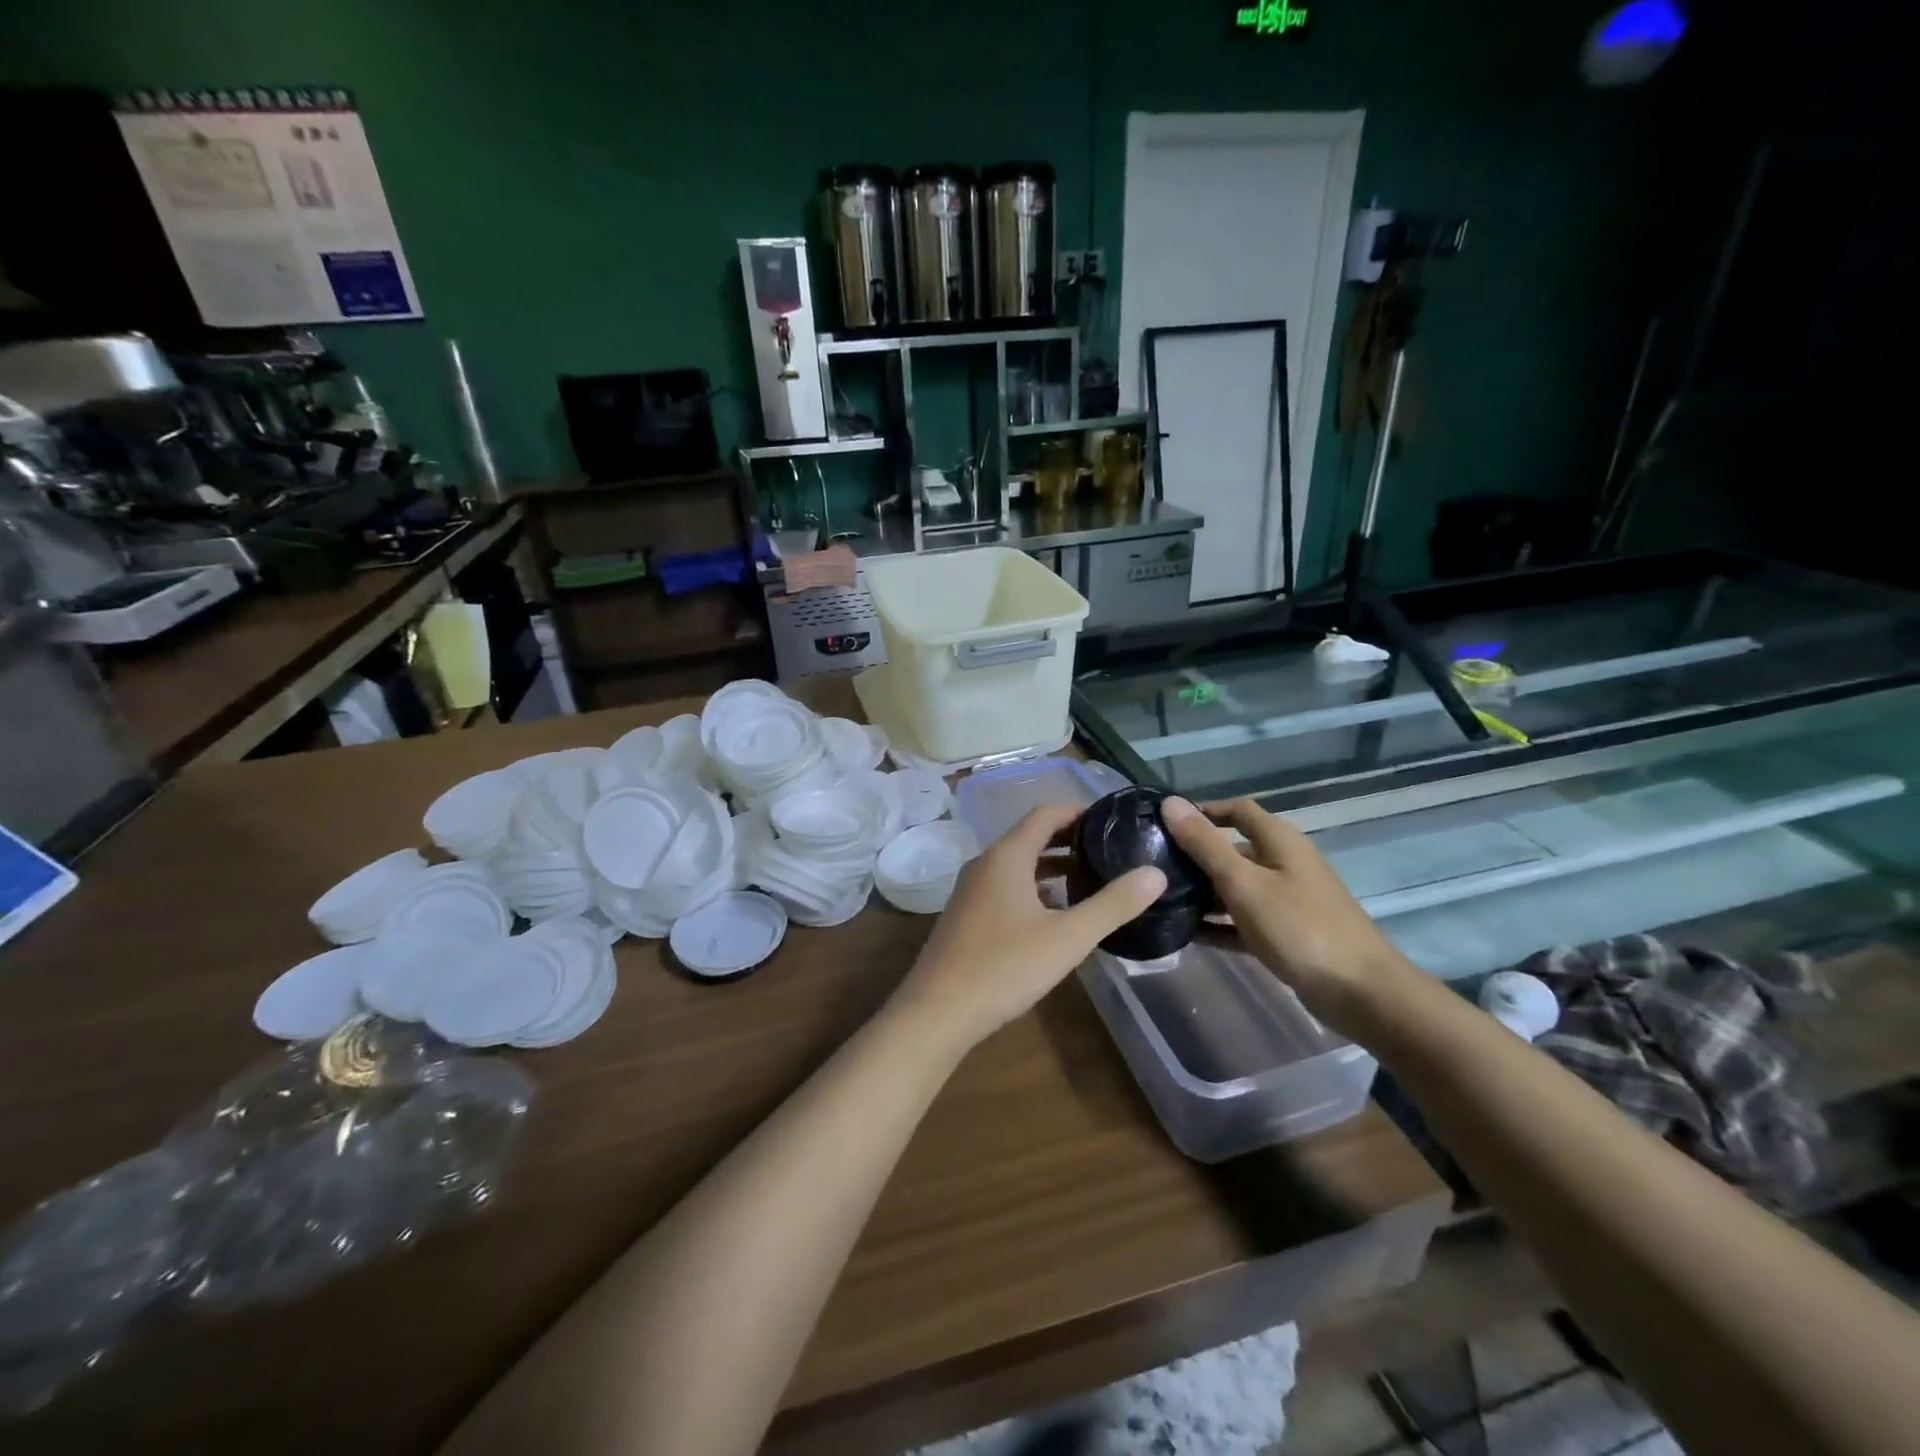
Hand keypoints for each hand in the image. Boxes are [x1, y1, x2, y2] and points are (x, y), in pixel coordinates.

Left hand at [893, 805, 1165, 1051]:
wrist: (938, 1011)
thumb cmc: (1005, 967)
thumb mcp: (1068, 937)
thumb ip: (1113, 904)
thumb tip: (1155, 873)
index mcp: (1007, 856)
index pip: (1045, 814)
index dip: (1079, 812)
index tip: (1113, 821)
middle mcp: (985, 863)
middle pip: (1031, 836)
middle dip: (1069, 840)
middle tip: (1110, 851)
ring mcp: (970, 890)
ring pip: (1017, 865)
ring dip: (1051, 867)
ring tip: (1090, 880)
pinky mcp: (966, 915)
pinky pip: (1005, 887)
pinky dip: (1033, 889)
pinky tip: (1055, 915)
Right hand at [1162, 796, 1410, 1030]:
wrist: (1359, 992)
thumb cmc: (1299, 927)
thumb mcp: (1243, 883)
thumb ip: (1205, 844)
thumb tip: (1170, 803)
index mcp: (1279, 841)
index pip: (1237, 811)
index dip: (1203, 811)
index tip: (1164, 823)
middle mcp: (1284, 864)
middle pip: (1233, 850)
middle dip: (1195, 856)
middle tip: (1153, 867)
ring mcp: (1286, 900)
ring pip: (1236, 888)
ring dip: (1203, 893)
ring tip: (1162, 900)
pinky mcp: (1285, 933)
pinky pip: (1243, 921)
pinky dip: (1218, 924)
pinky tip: (1187, 933)